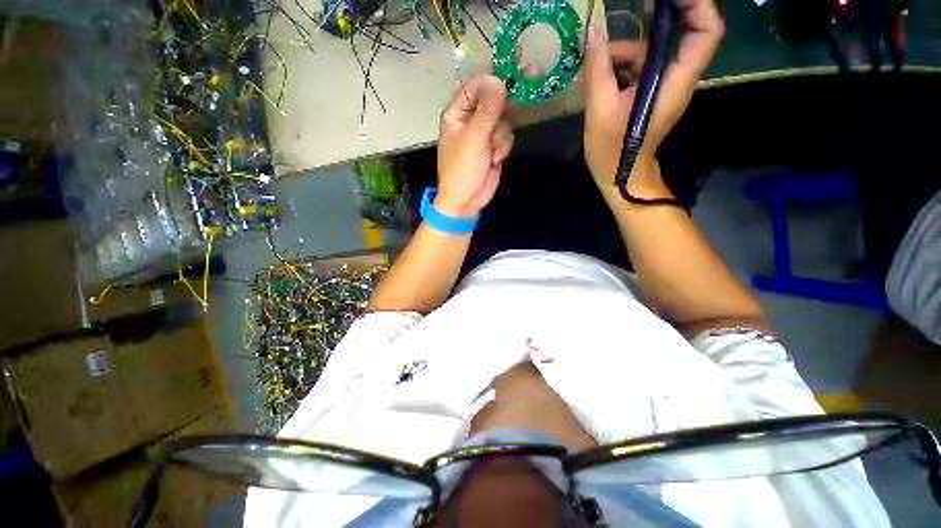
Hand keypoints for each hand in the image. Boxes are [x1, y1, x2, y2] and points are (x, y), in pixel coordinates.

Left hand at [436, 73, 513, 217]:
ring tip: (491, 152)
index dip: (495, 75)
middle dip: (506, 104)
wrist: (466, 200)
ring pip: (504, 120)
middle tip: (531, 81)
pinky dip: (503, 147)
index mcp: (457, 113)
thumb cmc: (462, 170)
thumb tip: (497, 79)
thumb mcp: (473, 139)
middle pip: (494, 100)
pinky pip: (506, 136)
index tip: (517, 63)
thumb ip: (487, 110)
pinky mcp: (493, 146)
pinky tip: (495, 160)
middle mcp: (470, 119)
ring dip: (501, 136)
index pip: (477, 85)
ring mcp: (483, 133)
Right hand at [583, 0, 723, 197]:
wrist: (620, 176)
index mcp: (674, 81)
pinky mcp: (651, 94)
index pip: (705, 32)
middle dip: (662, 15)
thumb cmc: (613, 150)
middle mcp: (677, 78)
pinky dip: (622, 65)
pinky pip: (642, 68)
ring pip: (654, 52)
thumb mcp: (599, 109)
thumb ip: (597, 69)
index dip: (698, 4)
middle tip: (636, 8)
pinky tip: (601, 75)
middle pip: (685, 33)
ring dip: (626, 49)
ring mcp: (664, 86)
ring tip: (597, 62)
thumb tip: (592, 32)